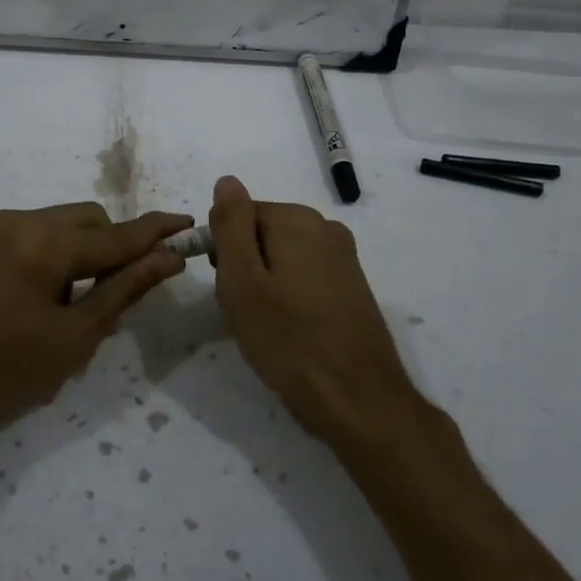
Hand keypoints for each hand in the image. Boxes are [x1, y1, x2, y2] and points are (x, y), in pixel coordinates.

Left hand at [0, 203, 190, 464]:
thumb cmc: (4, 376)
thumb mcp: (74, 338)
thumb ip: (124, 289)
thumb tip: (167, 258)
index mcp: (42, 242)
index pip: (114, 233)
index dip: (154, 232)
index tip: (185, 223)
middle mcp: (10, 221)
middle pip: (82, 219)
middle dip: (107, 247)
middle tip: (111, 294)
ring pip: (48, 226)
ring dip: (70, 254)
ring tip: (61, 306)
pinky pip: (14, 238)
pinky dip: (36, 258)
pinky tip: (24, 301)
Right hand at [207, 175, 419, 446]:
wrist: (357, 399)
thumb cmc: (288, 339)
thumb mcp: (242, 280)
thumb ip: (231, 224)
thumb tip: (227, 180)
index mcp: (297, 220)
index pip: (240, 215)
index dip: (223, 250)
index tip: (225, 287)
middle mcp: (326, 228)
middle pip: (263, 232)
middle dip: (245, 265)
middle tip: (244, 309)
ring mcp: (345, 258)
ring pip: (283, 257)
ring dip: (266, 283)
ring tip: (266, 324)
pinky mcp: (353, 286)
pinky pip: (305, 276)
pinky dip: (290, 296)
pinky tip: (291, 330)